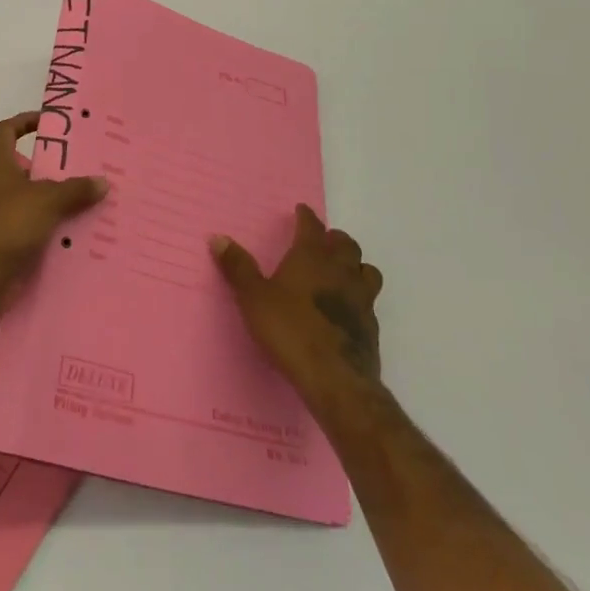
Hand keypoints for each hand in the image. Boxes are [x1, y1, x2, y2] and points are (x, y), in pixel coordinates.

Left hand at [0, 112, 107, 314]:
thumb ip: (75, 189)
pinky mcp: (5, 242)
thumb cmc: (6, 223)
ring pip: (33, 201)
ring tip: (91, 200)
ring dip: (57, 201)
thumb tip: (103, 180)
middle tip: (87, 166)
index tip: (51, 122)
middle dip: (54, 167)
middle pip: (26, 168)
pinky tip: (79, 233)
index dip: (26, 121)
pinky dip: (53, 229)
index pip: (7, 130)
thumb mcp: (46, 200)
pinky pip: (35, 229)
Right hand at [210, 205, 383, 408]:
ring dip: (355, 265)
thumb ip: (238, 267)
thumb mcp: (253, 297)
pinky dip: (360, 297)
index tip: (301, 210)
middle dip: (334, 239)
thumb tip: (218, 237)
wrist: (335, 380)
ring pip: (366, 270)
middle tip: (323, 241)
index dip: (306, 217)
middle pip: (346, 245)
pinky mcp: (371, 327)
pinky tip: (348, 309)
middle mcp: (340, 271)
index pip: (312, 226)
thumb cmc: (290, 330)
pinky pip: (370, 301)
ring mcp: (361, 299)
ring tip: (343, 270)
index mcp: (311, 257)